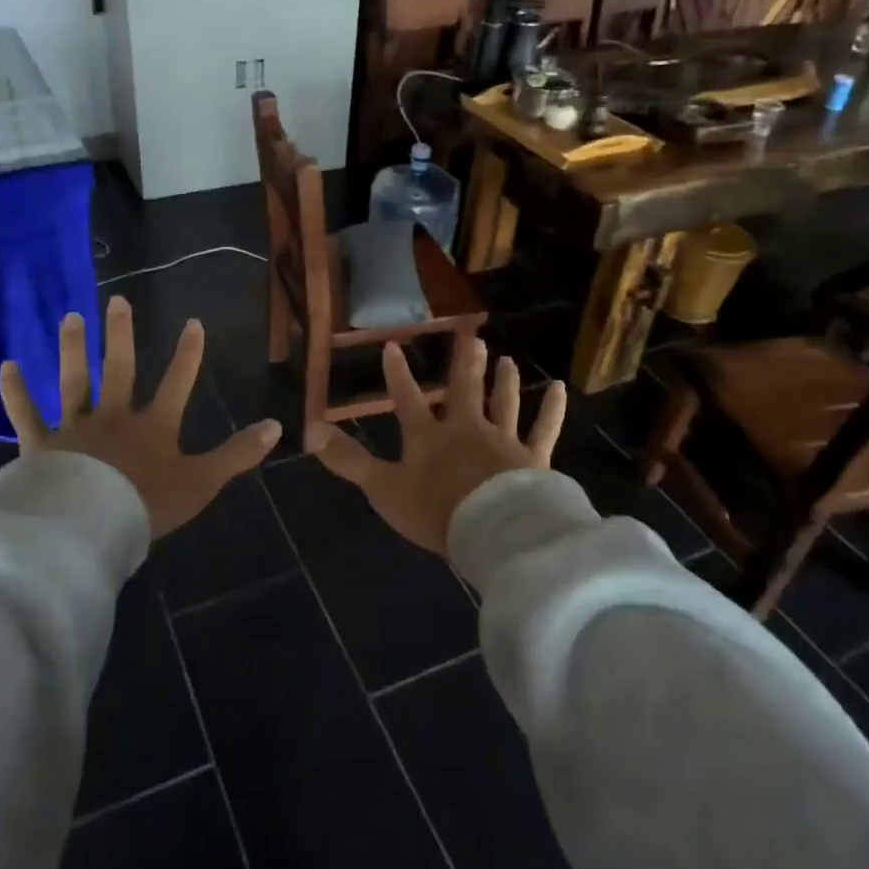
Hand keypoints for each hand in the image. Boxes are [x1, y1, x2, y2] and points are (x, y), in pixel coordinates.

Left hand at [0, 297, 281, 537]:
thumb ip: (237, 454)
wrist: (88, 528)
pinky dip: (16, 392)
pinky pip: (26, 415)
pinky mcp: (41, 446)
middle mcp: (114, 417)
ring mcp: (75, 429)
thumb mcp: (202, 482)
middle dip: (122, 335)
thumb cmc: (147, 506)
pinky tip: (7, 365)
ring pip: (74, 381)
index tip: (193, 321)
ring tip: (70, 317)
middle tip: (117, 301)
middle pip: (120, 370)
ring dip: (73, 349)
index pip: (177, 383)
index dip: (188, 354)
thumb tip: (277, 425)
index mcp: (153, 427)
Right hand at [306, 333, 564, 556]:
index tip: (393, 346)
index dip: (397, 375)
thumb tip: (309, 431)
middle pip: (464, 390)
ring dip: (504, 380)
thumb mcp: (383, 488)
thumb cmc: (435, 510)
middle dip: (465, 364)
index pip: (406, 400)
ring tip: (506, 358)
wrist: (492, 530)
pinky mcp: (533, 458)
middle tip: (473, 337)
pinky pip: (544, 429)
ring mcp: (502, 440)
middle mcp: (466, 428)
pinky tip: (558, 388)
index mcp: (428, 437)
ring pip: (504, 403)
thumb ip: (348, 461)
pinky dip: (551, 409)